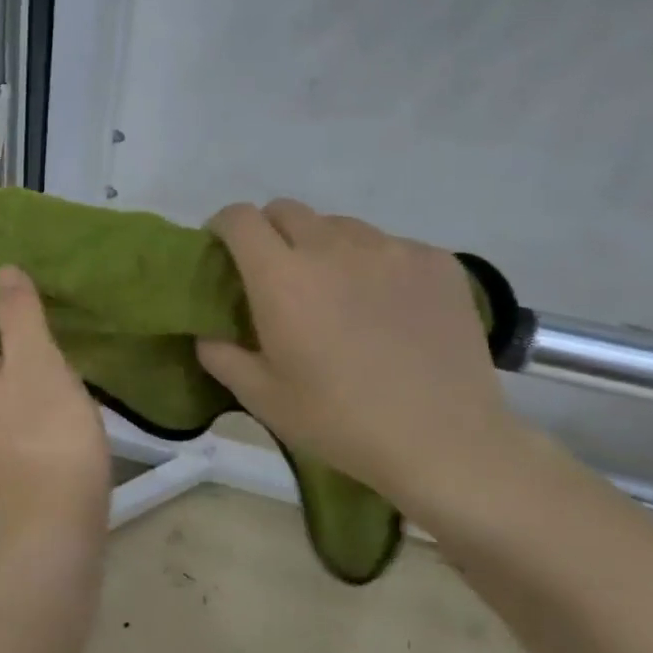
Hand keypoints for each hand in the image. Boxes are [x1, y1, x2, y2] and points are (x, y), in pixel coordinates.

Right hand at [197, 202, 523, 501]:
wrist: (444, 442)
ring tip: (336, 291)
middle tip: (276, 276)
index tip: (223, 251)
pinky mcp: (436, 262)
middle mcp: (332, 247)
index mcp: (281, 276)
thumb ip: (220, 355)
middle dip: (269, 232)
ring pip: (339, 226)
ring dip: (323, 246)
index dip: (223, 227)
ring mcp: (390, 249)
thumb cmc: (339, 421)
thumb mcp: (261, 398)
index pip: (240, 218)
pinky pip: (389, 246)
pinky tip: (387, 308)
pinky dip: (374, 264)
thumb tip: (208, 332)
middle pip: (287, 210)